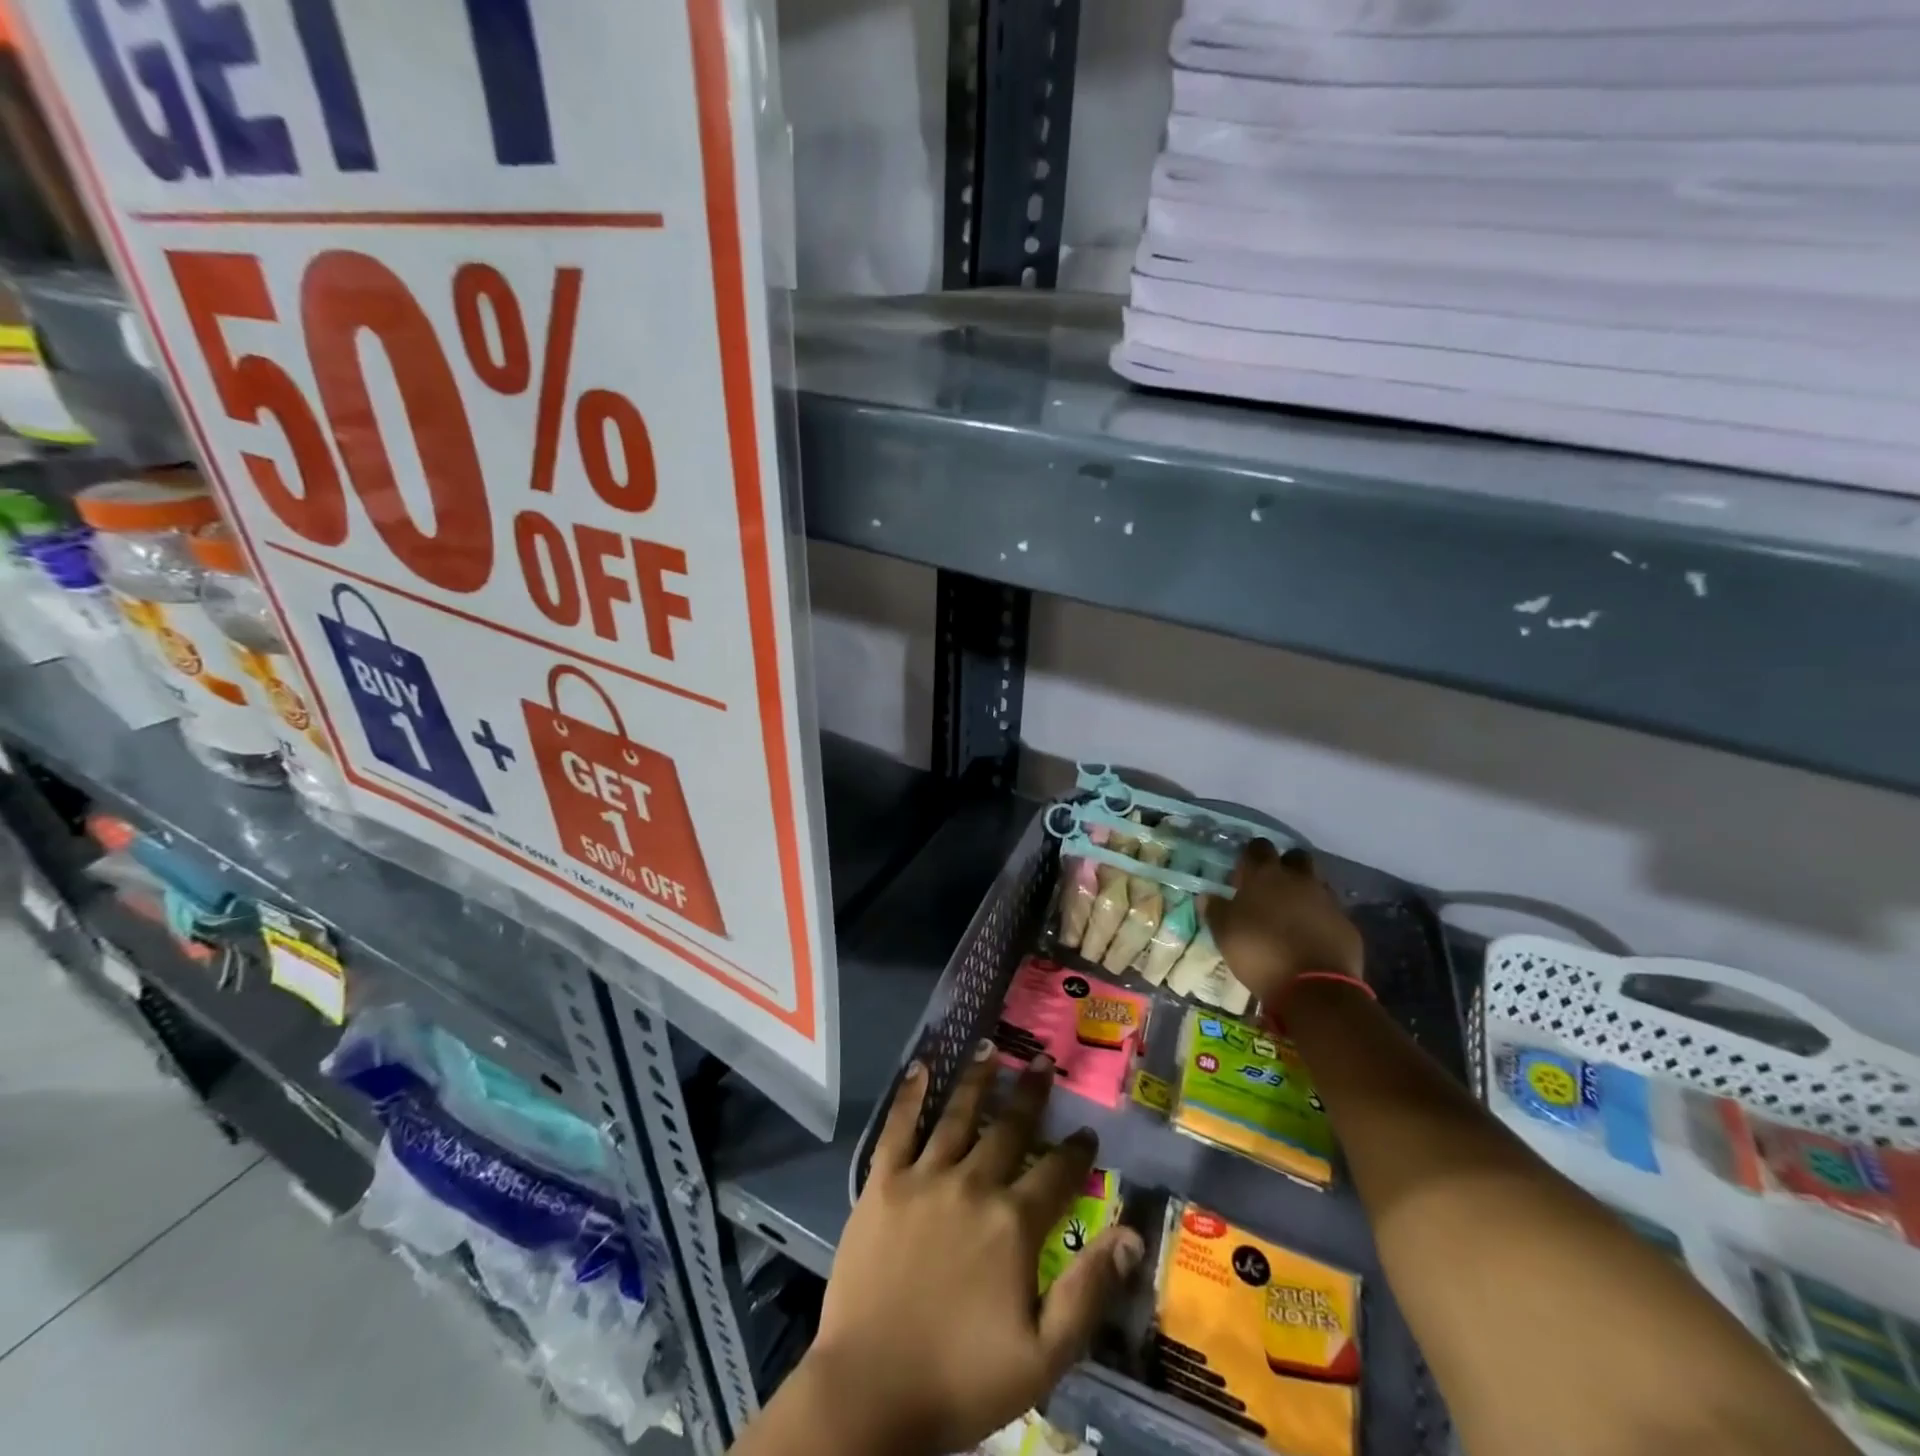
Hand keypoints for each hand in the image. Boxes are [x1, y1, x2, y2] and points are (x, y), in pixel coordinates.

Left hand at [804, 1045, 1145, 1453]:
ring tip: (991, 1048)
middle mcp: (972, 1185)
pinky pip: (898, 1128)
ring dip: (977, 1079)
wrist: (870, 1392)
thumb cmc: (961, 1379)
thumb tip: (1131, 1234)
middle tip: (1043, 1062)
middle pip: (1009, 1129)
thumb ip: (1088, 1291)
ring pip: (957, 1116)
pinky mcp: (882, 1183)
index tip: (1087, 1130)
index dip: (1076, 1151)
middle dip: (1031, 1094)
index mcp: (1013, 1223)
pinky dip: (910, 1096)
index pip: (1057, 1174)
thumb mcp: (1043, 1356)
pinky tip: (920, 1067)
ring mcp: (924, 1178)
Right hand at [1207, 840, 1363, 1003]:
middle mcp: (1299, 880)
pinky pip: (1332, 912)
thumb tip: (1207, 896)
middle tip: (1272, 887)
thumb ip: (1215, 910)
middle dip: (1285, 865)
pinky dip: (1322, 918)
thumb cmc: (1260, 953)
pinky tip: (1312, 937)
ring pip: (1317, 883)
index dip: (1251, 856)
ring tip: (1292, 914)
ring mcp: (1327, 901)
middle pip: (1296, 857)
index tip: (1244, 873)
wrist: (1314, 988)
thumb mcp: (1225, 933)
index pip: (1259, 848)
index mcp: (1265, 876)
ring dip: (1306, 891)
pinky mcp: (1347, 925)